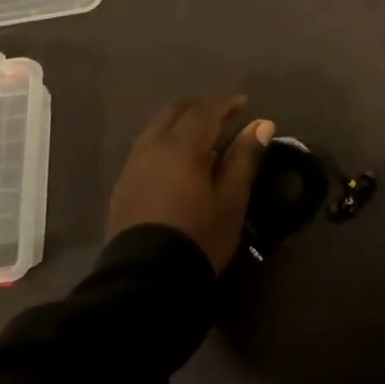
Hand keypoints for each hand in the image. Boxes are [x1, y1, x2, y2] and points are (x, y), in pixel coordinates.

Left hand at [105, 95, 273, 271]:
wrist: (147, 280)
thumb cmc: (199, 236)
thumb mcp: (232, 199)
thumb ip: (244, 157)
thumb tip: (261, 124)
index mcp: (182, 145)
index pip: (205, 110)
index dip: (226, 104)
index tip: (244, 104)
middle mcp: (153, 146)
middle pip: (175, 112)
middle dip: (200, 109)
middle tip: (223, 118)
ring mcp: (133, 165)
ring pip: (157, 129)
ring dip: (180, 125)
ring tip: (201, 140)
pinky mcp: (123, 185)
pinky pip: (145, 149)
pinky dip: (165, 144)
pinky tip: (177, 163)